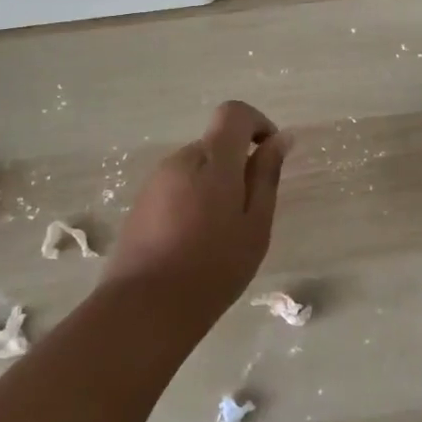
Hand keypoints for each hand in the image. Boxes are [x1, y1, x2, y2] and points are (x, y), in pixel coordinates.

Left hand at [106, 101, 291, 316]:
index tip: (269, 157)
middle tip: (249, 214)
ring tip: (221, 235)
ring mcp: (155, 182)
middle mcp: (180, 160)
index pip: (234, 112)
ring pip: (197, 168)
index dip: (257, 124)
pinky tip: (195, 243)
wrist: (144, 309)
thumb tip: (280, 138)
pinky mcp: (140, 204)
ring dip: (215, 186)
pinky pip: (177, 187)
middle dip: (237, 166)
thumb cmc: (213, 267)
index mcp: (212, 160)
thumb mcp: (255, 224)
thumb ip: (267, 176)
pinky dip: (194, 202)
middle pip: (216, 144)